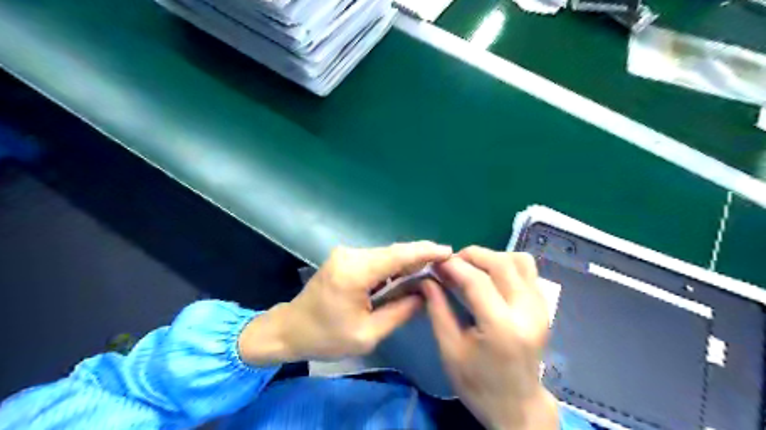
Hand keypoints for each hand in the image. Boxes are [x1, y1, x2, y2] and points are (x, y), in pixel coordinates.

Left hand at [239, 240, 450, 363]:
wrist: (289, 329)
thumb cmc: (326, 337)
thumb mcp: (368, 334)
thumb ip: (400, 311)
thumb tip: (425, 293)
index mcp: (354, 273)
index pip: (397, 256)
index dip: (425, 251)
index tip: (449, 251)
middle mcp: (351, 255)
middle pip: (393, 252)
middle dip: (420, 257)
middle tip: (445, 264)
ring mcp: (346, 254)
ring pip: (386, 255)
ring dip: (407, 262)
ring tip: (431, 270)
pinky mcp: (345, 258)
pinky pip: (376, 259)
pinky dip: (393, 266)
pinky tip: (406, 274)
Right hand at [426, 247, 557, 429]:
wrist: (518, 406)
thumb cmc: (478, 384)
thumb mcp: (450, 350)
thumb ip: (438, 309)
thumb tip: (427, 279)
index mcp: (501, 327)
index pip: (477, 280)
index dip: (453, 266)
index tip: (436, 263)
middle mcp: (526, 312)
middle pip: (501, 263)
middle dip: (472, 255)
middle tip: (451, 263)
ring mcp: (540, 308)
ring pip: (519, 261)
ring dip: (491, 257)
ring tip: (471, 268)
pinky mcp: (543, 307)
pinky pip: (528, 271)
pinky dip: (506, 264)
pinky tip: (489, 277)